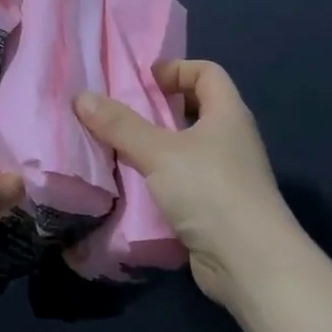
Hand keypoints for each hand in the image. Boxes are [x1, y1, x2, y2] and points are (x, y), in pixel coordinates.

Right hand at [75, 60, 311, 313]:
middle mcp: (232, 139)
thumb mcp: (159, 152)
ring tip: (118, 150)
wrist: (250, 262)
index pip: (207, 72)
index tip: (142, 81)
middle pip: (195, 109)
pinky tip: (134, 188)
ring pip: (187, 149)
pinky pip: (185, 181)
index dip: (176, 69)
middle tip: (121, 115)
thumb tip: (81, 96)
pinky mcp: (218, 208)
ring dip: (156, 148)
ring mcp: (228, 175)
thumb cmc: (210, 191)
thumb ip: (120, 125)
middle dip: (158, 110)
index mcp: (228, 113)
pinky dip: (161, 180)